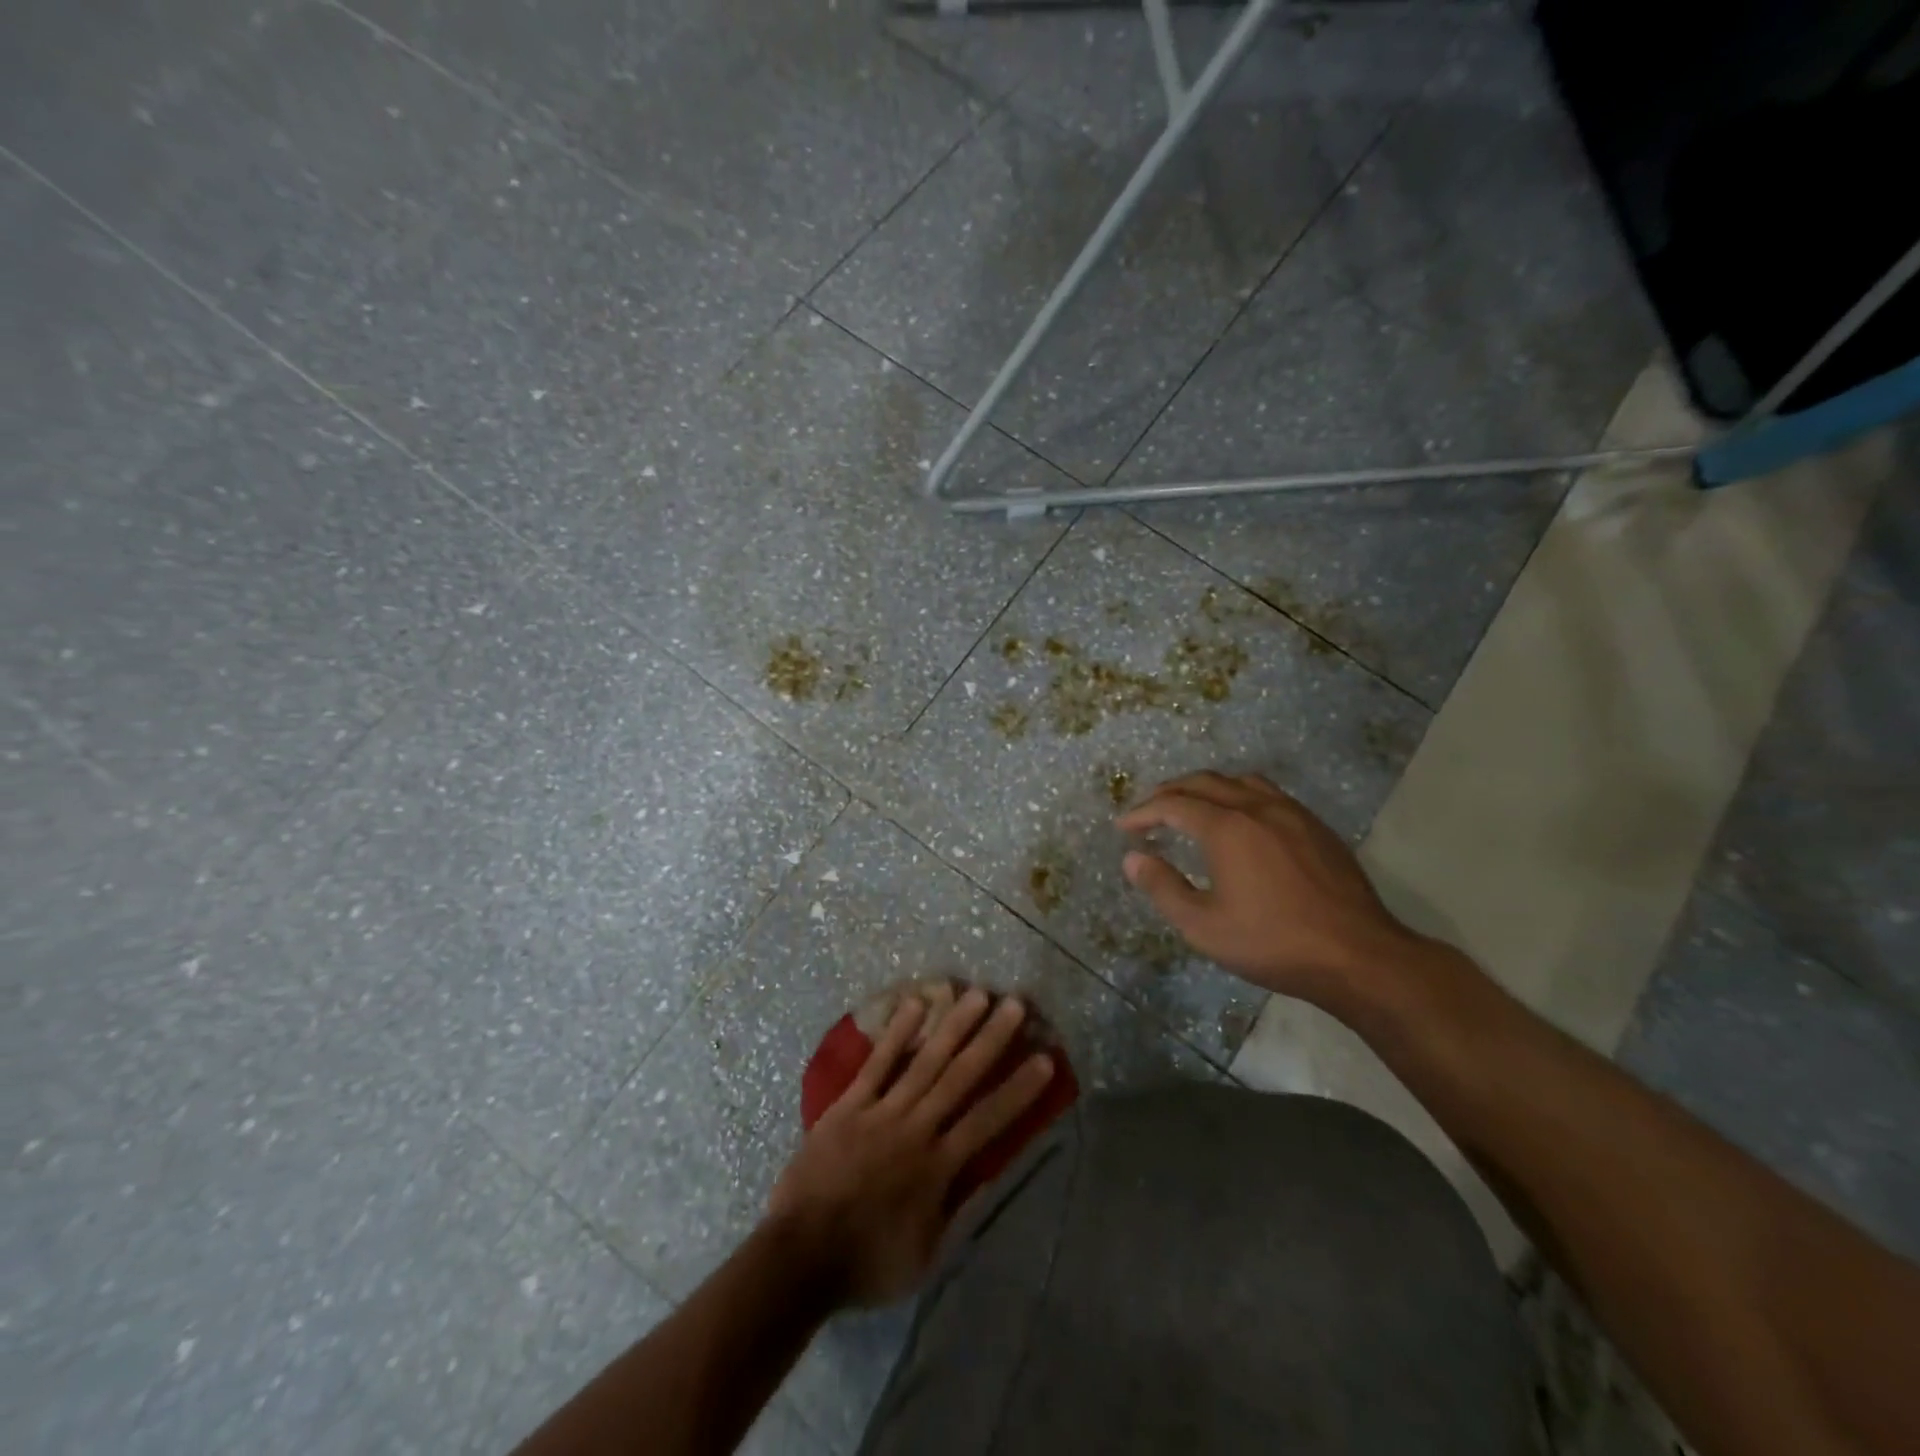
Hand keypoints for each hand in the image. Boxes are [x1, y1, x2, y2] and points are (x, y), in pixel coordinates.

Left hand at [765, 988, 1054, 1308]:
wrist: (800, 1257)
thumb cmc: (866, 1263)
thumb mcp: (925, 1255)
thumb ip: (957, 1212)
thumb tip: (987, 1175)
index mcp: (938, 1167)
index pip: (988, 1120)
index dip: (1019, 1089)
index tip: (1045, 1059)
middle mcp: (916, 1129)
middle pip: (961, 1076)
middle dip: (992, 1039)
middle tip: (1016, 1005)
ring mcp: (882, 1111)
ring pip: (925, 1060)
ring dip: (954, 1026)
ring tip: (977, 994)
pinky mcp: (850, 1104)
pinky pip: (878, 1063)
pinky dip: (897, 1033)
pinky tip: (915, 1003)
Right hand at [1117, 772, 1424, 1005]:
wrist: (1357, 955)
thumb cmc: (1272, 943)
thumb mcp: (1204, 926)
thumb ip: (1163, 887)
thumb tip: (1132, 859)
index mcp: (1227, 828)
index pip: (1173, 805)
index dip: (1143, 813)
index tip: (1124, 827)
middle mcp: (1257, 808)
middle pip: (1204, 782)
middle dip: (1170, 792)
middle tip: (1149, 811)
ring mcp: (1292, 813)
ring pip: (1240, 781)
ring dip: (1207, 788)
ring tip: (1192, 806)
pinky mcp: (1316, 827)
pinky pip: (1269, 794)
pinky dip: (1240, 795)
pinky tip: (1241, 821)